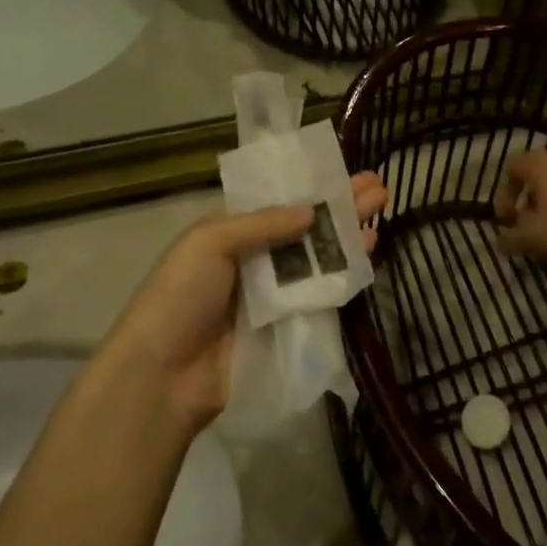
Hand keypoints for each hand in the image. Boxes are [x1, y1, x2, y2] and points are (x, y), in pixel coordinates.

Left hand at [102, 172, 387, 429]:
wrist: (164, 376)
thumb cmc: (179, 296)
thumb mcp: (210, 242)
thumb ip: (262, 223)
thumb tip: (312, 212)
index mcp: (230, 231)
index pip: (277, 200)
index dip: (309, 185)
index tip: (343, 169)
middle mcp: (254, 258)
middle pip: (304, 226)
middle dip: (340, 204)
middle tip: (377, 186)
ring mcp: (273, 293)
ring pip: (318, 255)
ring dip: (349, 231)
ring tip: (382, 206)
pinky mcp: (288, 325)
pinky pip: (321, 292)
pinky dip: (346, 270)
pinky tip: (369, 249)